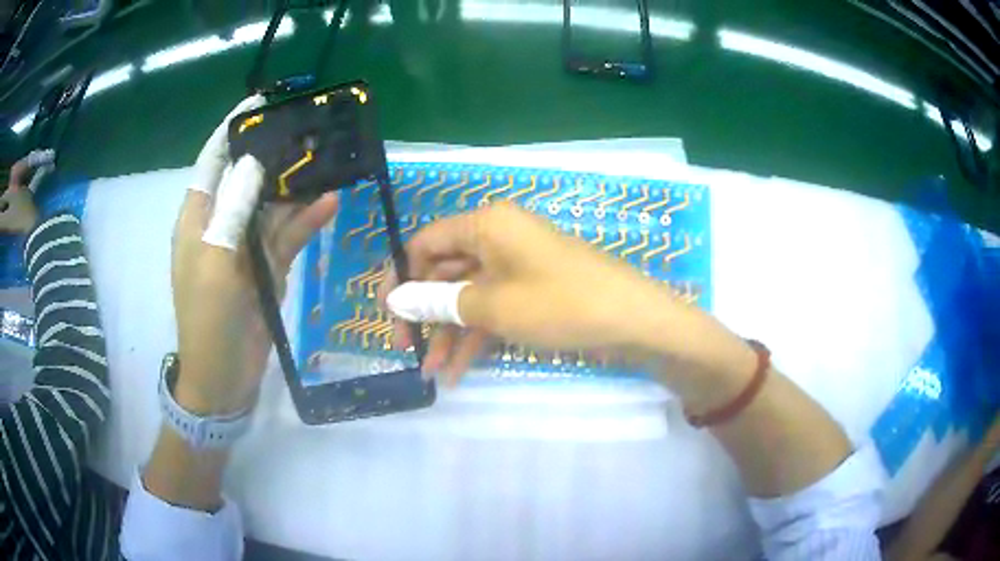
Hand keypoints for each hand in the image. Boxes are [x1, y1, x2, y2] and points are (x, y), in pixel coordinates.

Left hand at [172, 96, 338, 413]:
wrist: (223, 375)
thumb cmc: (207, 316)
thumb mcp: (215, 259)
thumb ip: (234, 209)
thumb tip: (253, 160)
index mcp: (199, 216)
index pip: (214, 161)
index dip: (233, 130)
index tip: (260, 102)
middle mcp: (223, 223)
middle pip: (251, 178)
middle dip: (276, 154)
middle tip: (311, 129)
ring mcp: (248, 245)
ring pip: (275, 205)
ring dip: (298, 188)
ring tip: (329, 161)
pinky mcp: (269, 266)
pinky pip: (290, 236)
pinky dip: (308, 221)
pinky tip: (330, 204)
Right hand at [382, 202, 675, 383]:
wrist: (633, 321)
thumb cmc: (560, 303)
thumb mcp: (492, 305)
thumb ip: (439, 302)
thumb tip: (395, 300)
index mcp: (486, 223)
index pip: (425, 242)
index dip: (401, 276)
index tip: (386, 313)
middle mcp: (498, 237)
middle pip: (445, 271)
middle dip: (425, 313)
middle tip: (406, 349)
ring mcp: (516, 266)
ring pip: (467, 296)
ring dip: (448, 333)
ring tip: (430, 372)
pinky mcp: (531, 291)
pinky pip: (493, 309)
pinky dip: (476, 337)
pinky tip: (457, 371)